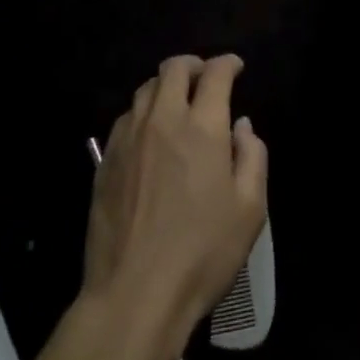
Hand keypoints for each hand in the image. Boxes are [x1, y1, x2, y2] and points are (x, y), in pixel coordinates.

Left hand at [84, 54, 267, 349]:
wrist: (134, 296)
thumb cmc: (201, 254)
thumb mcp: (249, 210)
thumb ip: (252, 156)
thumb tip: (241, 125)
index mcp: (203, 126)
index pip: (215, 74)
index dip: (228, 63)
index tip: (236, 68)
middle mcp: (164, 119)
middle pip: (174, 68)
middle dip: (194, 65)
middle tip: (205, 78)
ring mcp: (130, 138)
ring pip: (146, 89)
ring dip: (166, 86)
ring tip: (177, 103)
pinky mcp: (106, 160)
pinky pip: (126, 118)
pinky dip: (143, 112)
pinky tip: (150, 134)